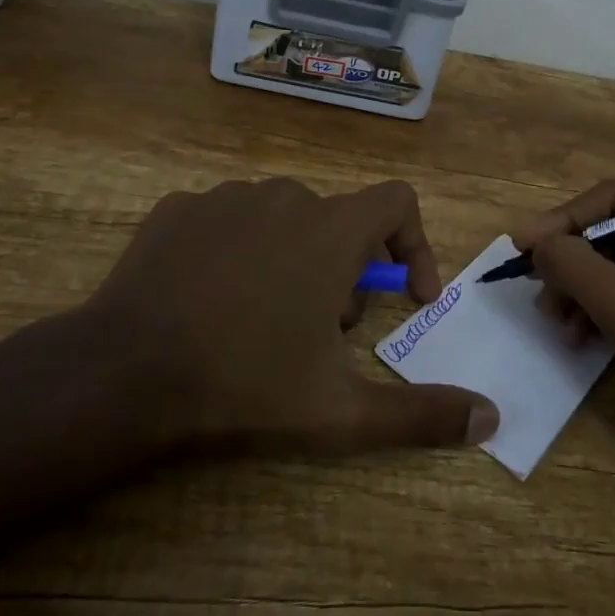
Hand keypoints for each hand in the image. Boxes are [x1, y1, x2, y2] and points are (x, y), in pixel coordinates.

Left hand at [0, 178, 498, 481]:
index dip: (414, 244)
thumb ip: (420, 414)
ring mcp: (227, 197)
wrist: (124, 372)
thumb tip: (490, 419)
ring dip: (291, 260)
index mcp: (332, 229)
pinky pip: (227, 221)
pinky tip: (209, 301)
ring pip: (282, 220)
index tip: (405, 297)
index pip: (398, 201)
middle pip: (338, 222)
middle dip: (344, 273)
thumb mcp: (339, 412)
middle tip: (321, 334)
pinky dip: (235, 252)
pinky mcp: (180, 207)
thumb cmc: (245, 383)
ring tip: (263, 322)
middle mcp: (286, 196)